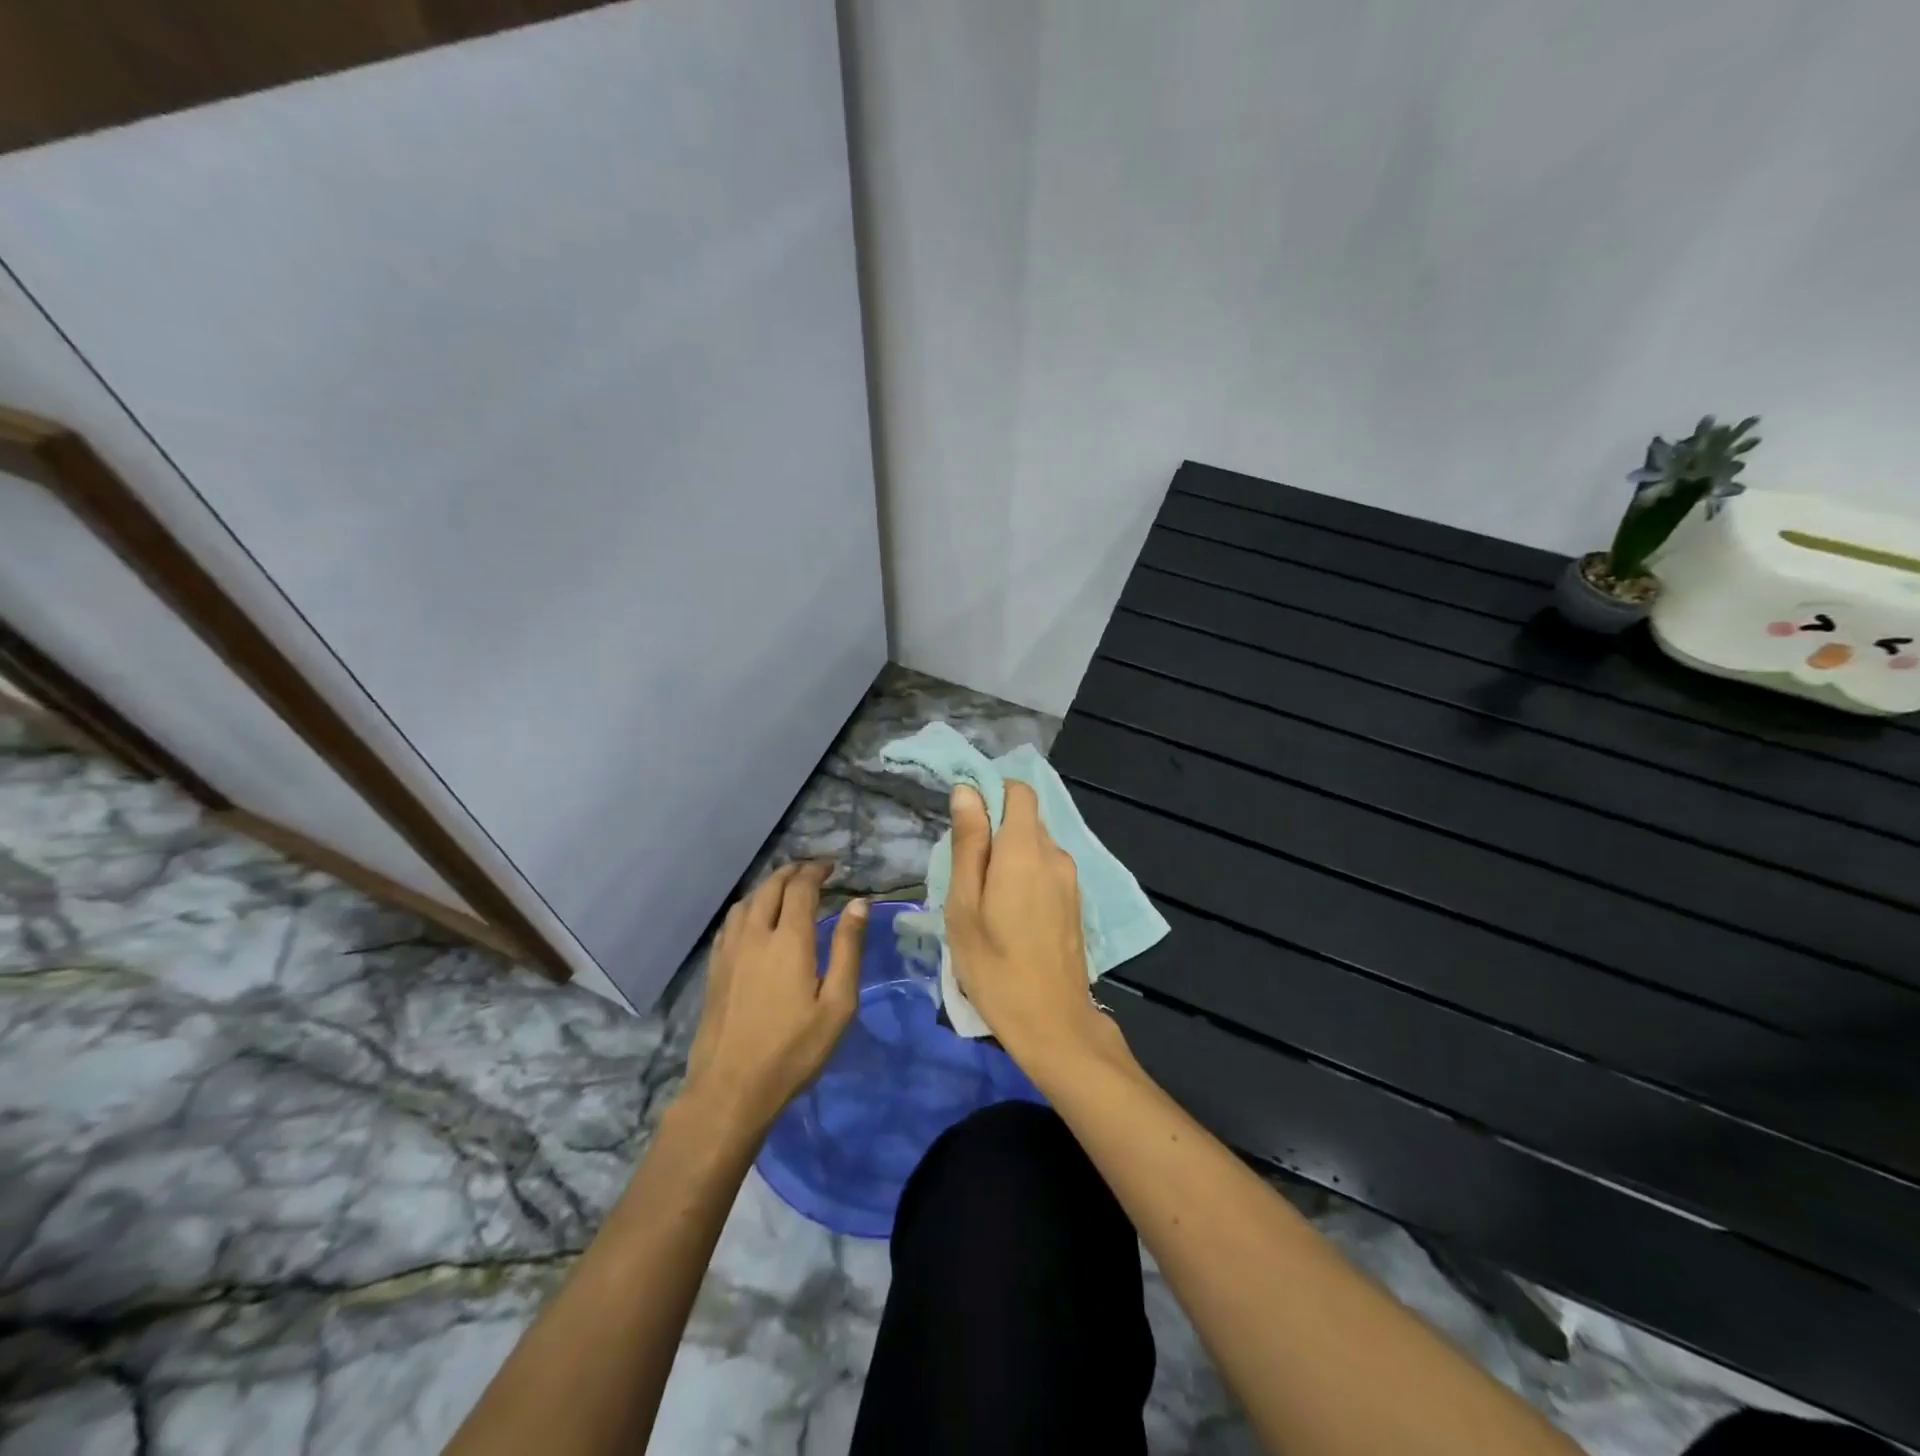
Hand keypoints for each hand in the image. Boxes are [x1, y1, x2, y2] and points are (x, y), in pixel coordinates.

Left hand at [680, 862, 866, 1133]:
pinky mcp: (714, 969)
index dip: (816, 871)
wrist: (731, 1088)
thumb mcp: (838, 1004)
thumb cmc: (794, 1049)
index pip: (801, 888)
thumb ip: (848, 949)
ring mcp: (729, 951)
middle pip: (771, 886)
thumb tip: (858, 904)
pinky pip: (730, 922)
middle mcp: (755, 934)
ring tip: (784, 889)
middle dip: (792, 872)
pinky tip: (753, 920)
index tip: (832, 866)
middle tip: (811, 870)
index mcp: (789, 939)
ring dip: (768, 886)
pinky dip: (748, 907)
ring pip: (747, 901)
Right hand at [945, 782, 1124, 1077]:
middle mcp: (1055, 854)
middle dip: (993, 832)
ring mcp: (1070, 879)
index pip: (1018, 790)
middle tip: (965, 874)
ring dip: (1008, 859)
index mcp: (1026, 848)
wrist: (1053, 1024)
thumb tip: (967, 790)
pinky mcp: (1075, 902)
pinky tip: (1008, 916)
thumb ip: (969, 843)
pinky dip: (1024, 877)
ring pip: (1034, 846)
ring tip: (983, 900)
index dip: (990, 794)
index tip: (964, 824)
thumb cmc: (995, 965)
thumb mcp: (965, 904)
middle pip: (1024, 819)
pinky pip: (1045, 870)